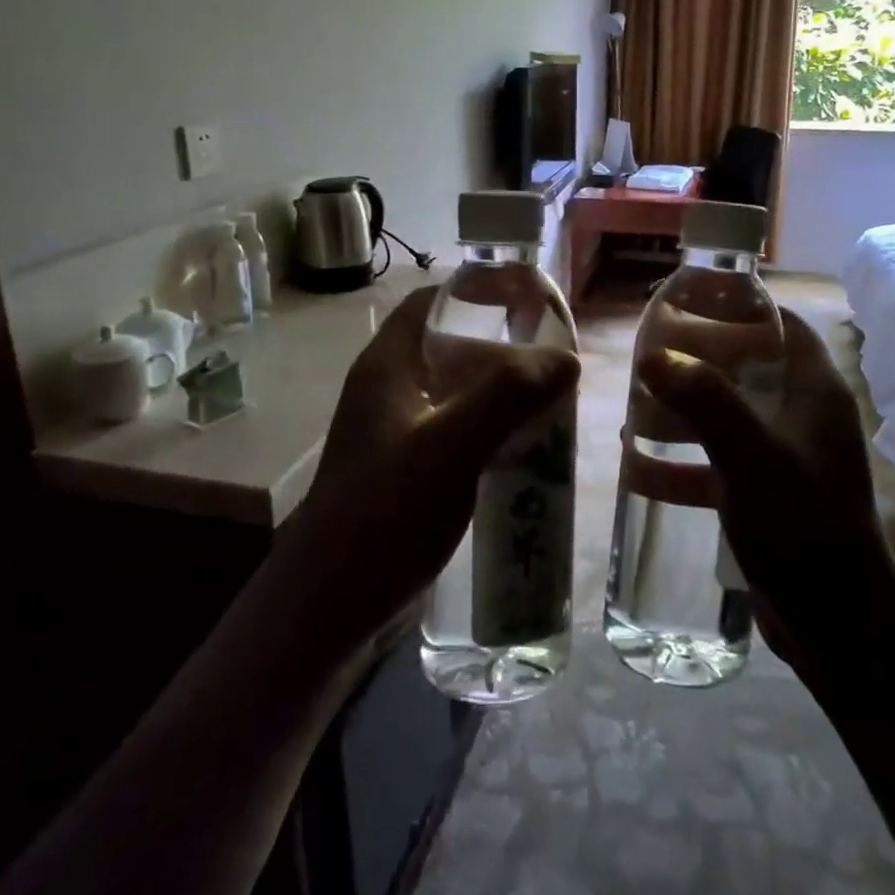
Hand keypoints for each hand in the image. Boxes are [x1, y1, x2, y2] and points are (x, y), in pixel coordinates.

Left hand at [282, 286, 579, 648]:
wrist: (328, 604)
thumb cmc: (384, 512)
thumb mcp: (451, 445)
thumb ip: (508, 394)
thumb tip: (566, 358)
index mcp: (388, 366)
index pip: (431, 301)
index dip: (478, 289)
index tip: (529, 298)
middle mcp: (389, 390)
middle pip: (450, 346)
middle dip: (502, 347)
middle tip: (553, 360)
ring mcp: (396, 432)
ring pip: (457, 392)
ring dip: (501, 392)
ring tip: (551, 403)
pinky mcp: (406, 470)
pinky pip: (457, 431)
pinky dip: (491, 429)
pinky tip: (524, 451)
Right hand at [636, 309, 894, 668]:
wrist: (837, 625)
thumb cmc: (802, 525)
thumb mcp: (751, 455)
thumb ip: (704, 400)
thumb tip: (652, 354)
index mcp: (814, 392)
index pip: (780, 325)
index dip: (738, 307)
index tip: (687, 302)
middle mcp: (802, 417)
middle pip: (744, 369)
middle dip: (693, 364)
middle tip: (645, 360)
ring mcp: (784, 458)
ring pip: (724, 418)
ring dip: (679, 415)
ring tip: (630, 414)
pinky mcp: (765, 495)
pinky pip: (717, 464)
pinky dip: (681, 465)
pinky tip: (637, 470)